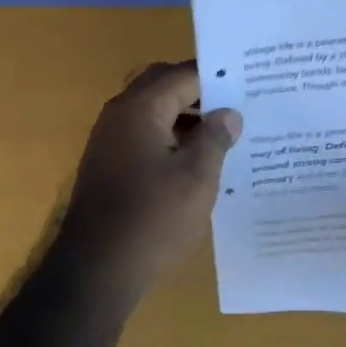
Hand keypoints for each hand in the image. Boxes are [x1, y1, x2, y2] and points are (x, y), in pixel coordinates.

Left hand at [56, 62, 240, 297]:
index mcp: (140, 109)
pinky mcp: (108, 164)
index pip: (184, 75)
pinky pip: (143, 135)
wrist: (94, 271)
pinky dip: (170, 138)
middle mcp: (119, 115)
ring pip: (153, 111)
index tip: (251, 85)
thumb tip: (228, 113)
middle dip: (200, 93)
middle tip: (238, 107)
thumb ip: (215, 139)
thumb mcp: (196, 179)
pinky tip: (196, 161)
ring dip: (185, 117)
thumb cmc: (152, 221)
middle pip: (163, 86)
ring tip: (225, 135)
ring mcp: (109, 140)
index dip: (218, 78)